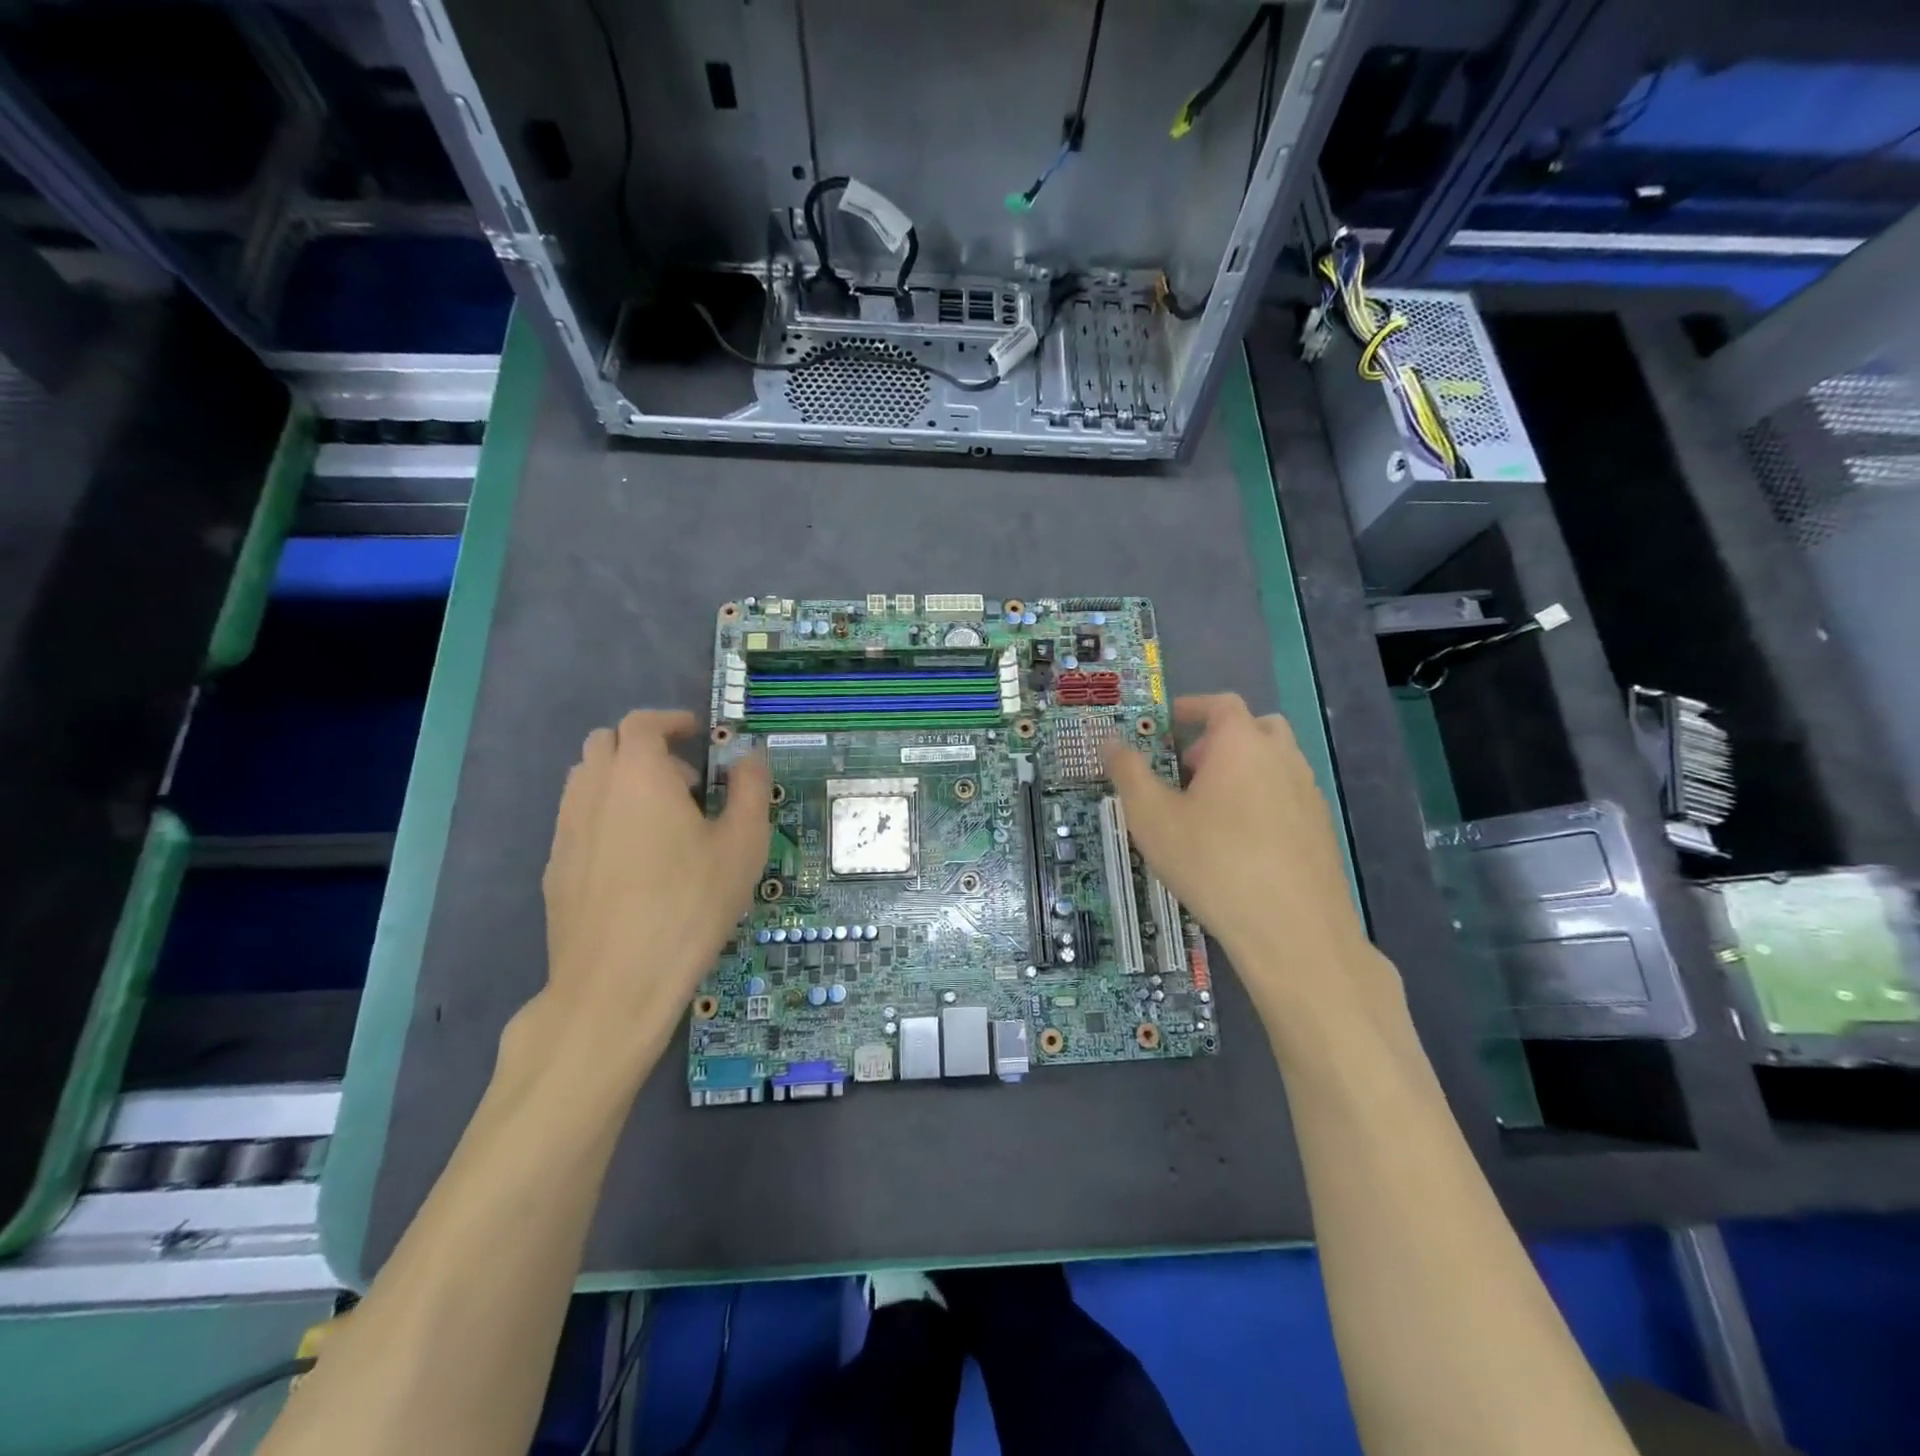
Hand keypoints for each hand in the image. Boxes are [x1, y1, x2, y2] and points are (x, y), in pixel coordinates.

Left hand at [541, 710, 770, 1049]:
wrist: (617, 981)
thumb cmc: (690, 904)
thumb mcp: (742, 845)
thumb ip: (749, 789)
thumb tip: (751, 756)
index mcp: (639, 776)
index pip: (642, 723)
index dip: (670, 721)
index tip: (696, 734)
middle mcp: (593, 791)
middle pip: (606, 743)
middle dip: (644, 748)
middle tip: (684, 781)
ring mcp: (566, 830)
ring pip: (586, 780)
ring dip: (622, 780)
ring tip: (661, 821)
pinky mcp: (555, 867)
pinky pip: (578, 819)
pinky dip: (605, 815)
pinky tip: (635, 860)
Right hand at [1101, 694, 1385, 1024]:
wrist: (1292, 929)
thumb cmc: (1212, 862)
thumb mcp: (1151, 817)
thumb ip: (1128, 772)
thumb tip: (1108, 740)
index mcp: (1241, 744)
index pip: (1221, 703)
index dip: (1193, 706)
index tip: (1169, 721)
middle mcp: (1282, 758)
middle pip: (1255, 728)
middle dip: (1220, 739)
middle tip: (1189, 768)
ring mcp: (1308, 794)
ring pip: (1275, 764)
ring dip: (1243, 770)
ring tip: (1210, 809)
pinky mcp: (1321, 830)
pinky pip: (1287, 797)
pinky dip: (1262, 801)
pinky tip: (1240, 843)